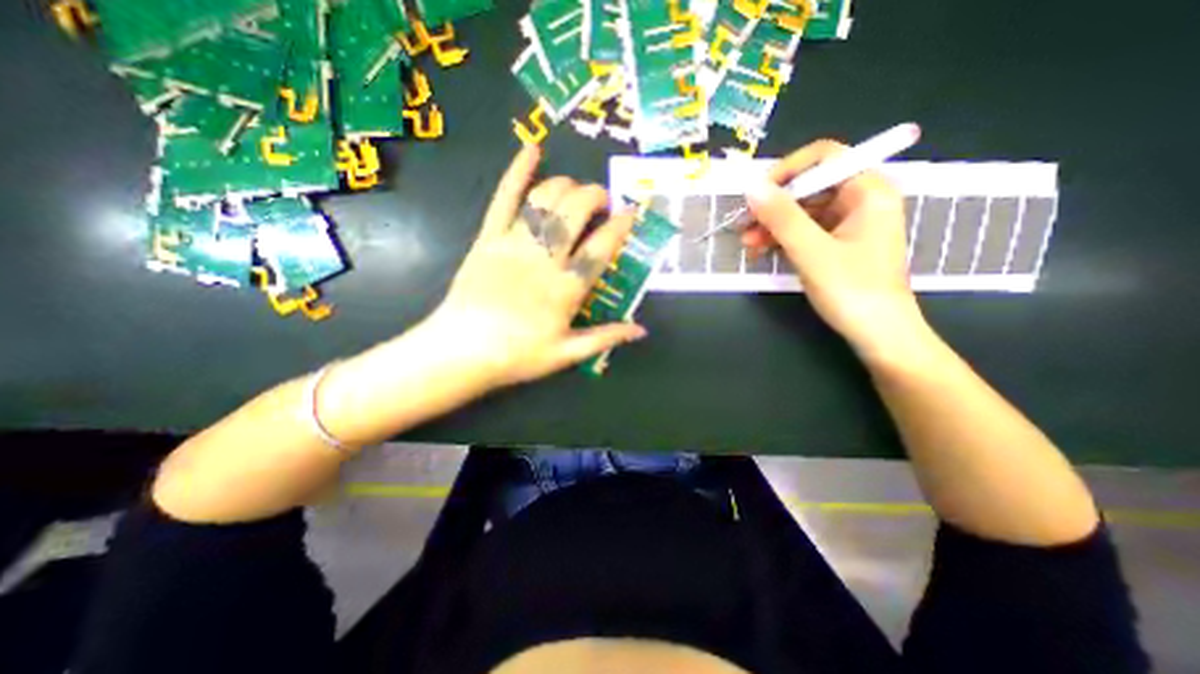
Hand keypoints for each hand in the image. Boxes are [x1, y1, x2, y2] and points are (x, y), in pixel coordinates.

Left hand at [422, 144, 647, 389]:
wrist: (460, 352)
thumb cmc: (517, 356)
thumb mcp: (566, 354)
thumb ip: (606, 337)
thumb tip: (642, 330)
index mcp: (566, 289)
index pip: (601, 248)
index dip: (620, 226)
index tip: (631, 212)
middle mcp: (544, 259)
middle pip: (575, 213)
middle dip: (595, 197)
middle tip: (603, 200)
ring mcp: (513, 244)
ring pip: (545, 200)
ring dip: (567, 186)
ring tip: (577, 189)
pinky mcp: (488, 238)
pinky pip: (504, 199)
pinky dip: (517, 172)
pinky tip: (531, 149)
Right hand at [741, 140, 924, 360]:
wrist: (878, 335)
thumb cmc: (852, 290)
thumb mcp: (812, 251)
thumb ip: (782, 217)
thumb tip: (751, 187)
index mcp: (867, 191)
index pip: (824, 158)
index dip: (787, 171)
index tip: (756, 194)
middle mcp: (860, 200)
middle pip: (809, 187)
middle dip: (773, 206)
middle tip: (743, 225)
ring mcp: (848, 224)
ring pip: (802, 212)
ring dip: (772, 226)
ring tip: (746, 245)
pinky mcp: (837, 245)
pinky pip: (804, 232)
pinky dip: (781, 240)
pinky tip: (760, 252)